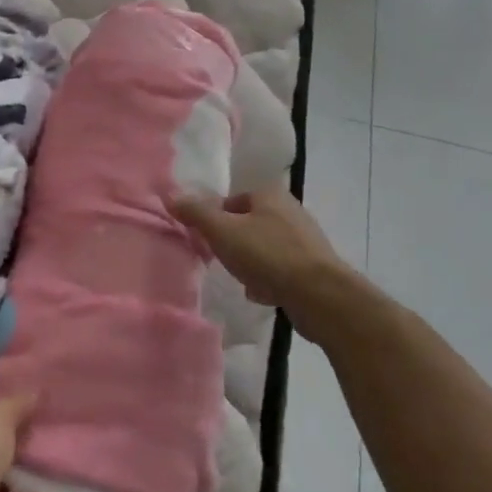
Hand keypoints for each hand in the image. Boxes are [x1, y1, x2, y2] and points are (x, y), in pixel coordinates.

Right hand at [172, 185, 363, 340]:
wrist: (320, 296)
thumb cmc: (267, 255)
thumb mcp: (222, 231)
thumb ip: (195, 213)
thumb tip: (171, 196)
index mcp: (270, 195)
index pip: (231, 201)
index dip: (215, 219)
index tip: (207, 240)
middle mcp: (290, 211)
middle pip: (248, 224)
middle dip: (233, 242)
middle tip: (222, 259)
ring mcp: (306, 240)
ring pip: (264, 247)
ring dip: (250, 263)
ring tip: (242, 279)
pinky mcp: (315, 267)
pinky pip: (281, 269)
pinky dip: (269, 279)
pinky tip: (262, 293)